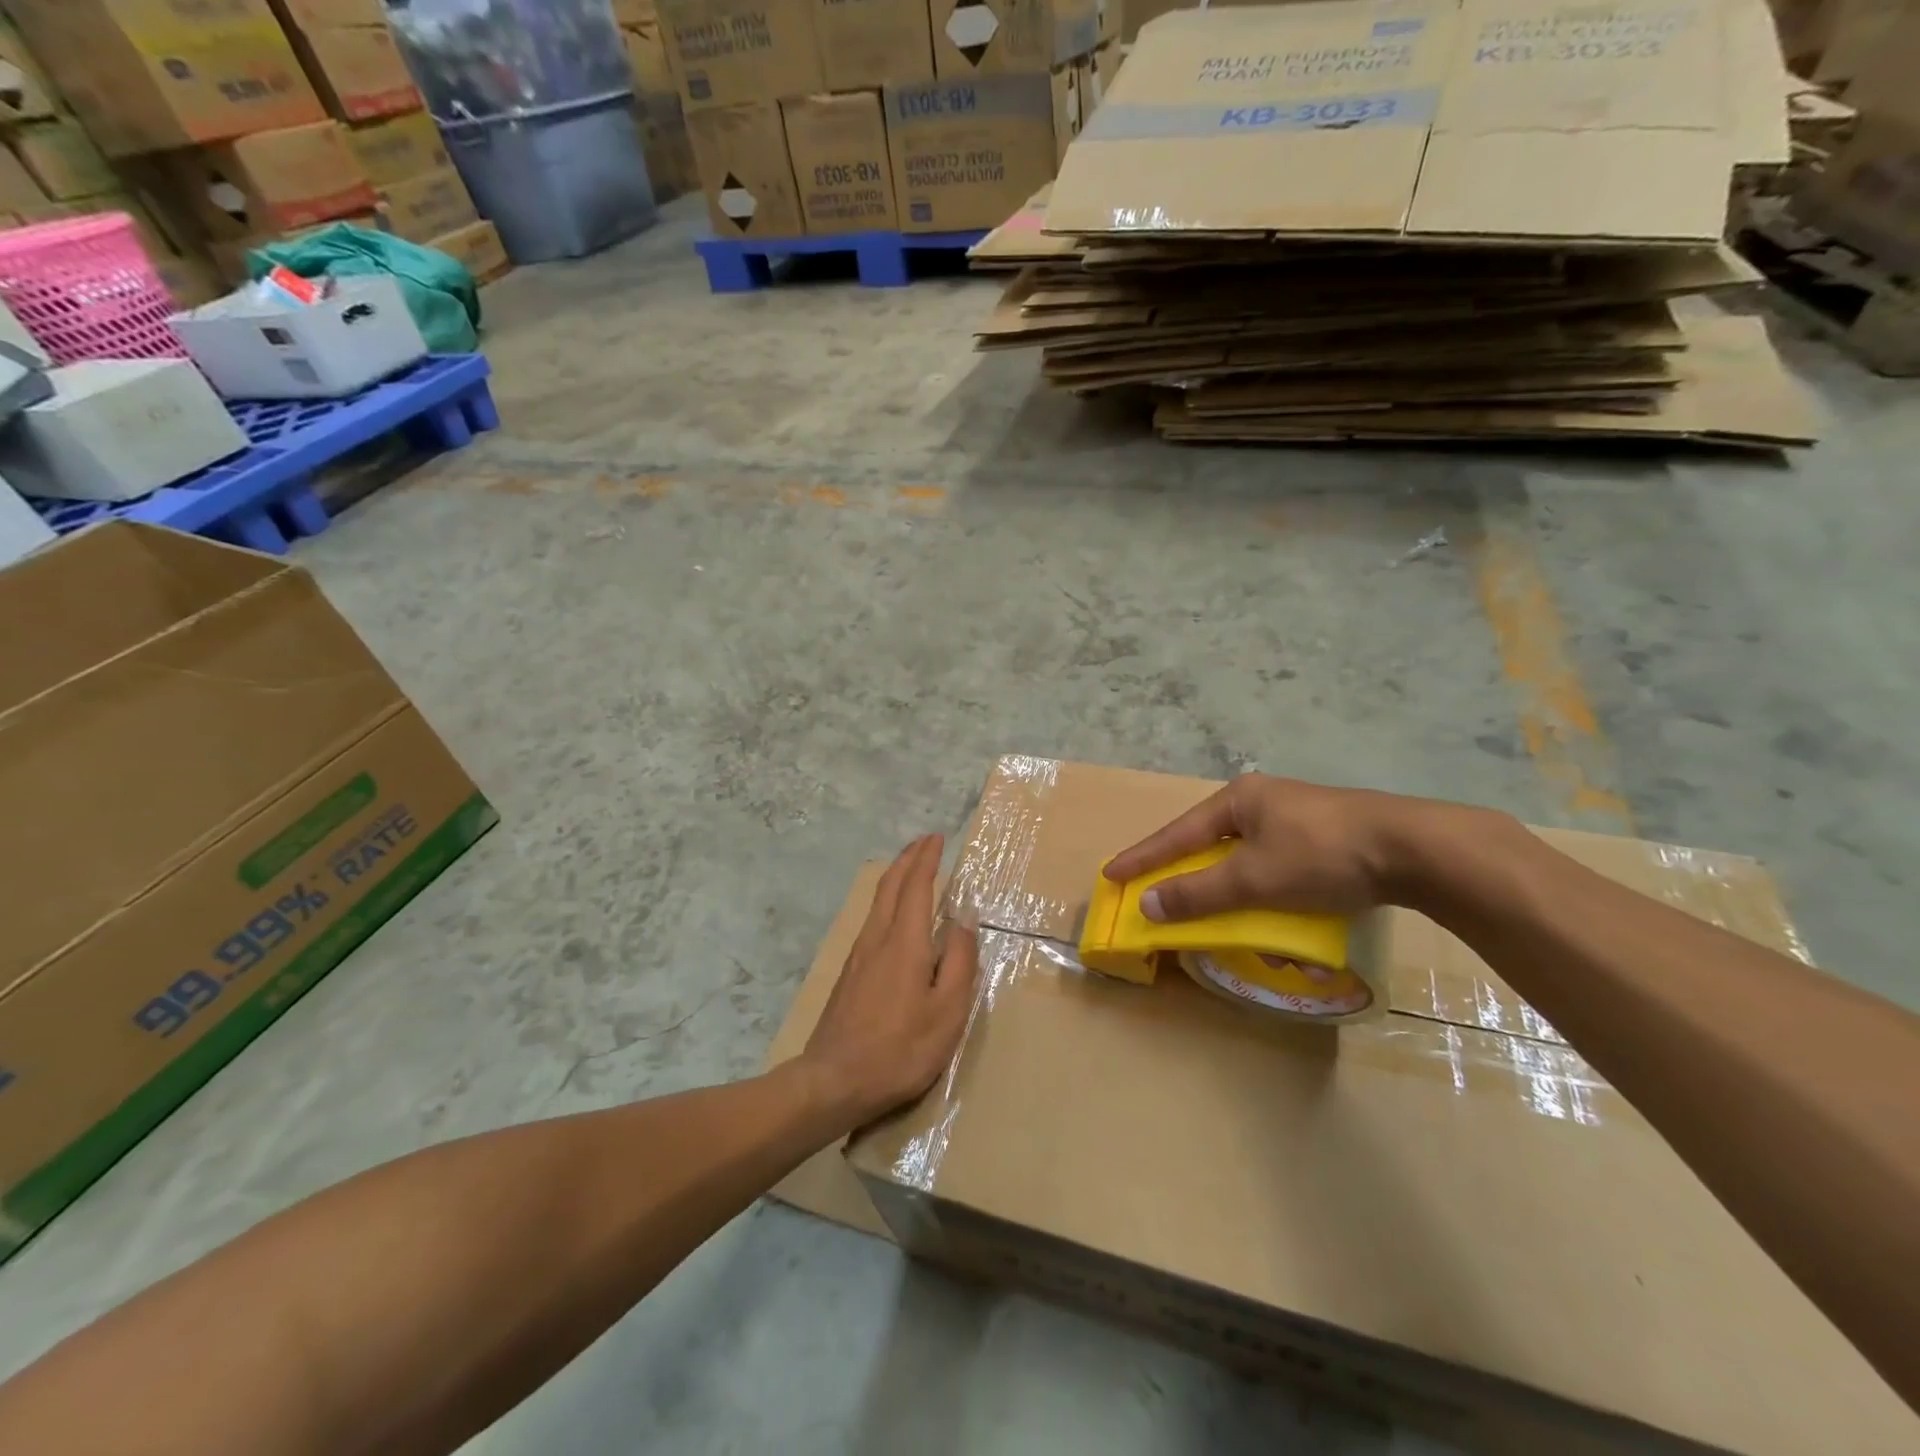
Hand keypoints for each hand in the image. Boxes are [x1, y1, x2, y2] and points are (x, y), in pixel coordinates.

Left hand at [803, 835, 978, 1126]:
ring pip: (877, 901)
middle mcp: (877, 938)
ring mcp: (858, 955)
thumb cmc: (900, 1049)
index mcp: (904, 942)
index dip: (926, 859)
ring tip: (912, 868)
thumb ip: (959, 962)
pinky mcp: (849, 973)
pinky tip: (893, 913)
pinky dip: (887, 899)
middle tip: (925, 842)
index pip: (916, 886)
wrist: (833, 1080)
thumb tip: (962, 920)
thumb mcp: (947, 1012)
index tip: (937, 837)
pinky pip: (872, 919)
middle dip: (908, 858)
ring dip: (896, 876)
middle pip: (890, 885)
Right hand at [1104, 774, 1438, 920]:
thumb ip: (1199, 892)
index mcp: (1239, 799)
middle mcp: (1262, 800)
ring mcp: (1296, 816)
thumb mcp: (1254, 878)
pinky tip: (1268, 903)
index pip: (1177, 833)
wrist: (1417, 849)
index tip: (1111, 874)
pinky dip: (1260, 884)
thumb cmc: (1323, 855)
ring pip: (1245, 853)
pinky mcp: (1325, 835)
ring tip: (1213, 903)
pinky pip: (1274, 861)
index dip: (1143, 857)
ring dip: (1227, 882)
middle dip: (1186, 869)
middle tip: (1159, 890)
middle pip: (1209, 840)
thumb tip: (1148, 904)